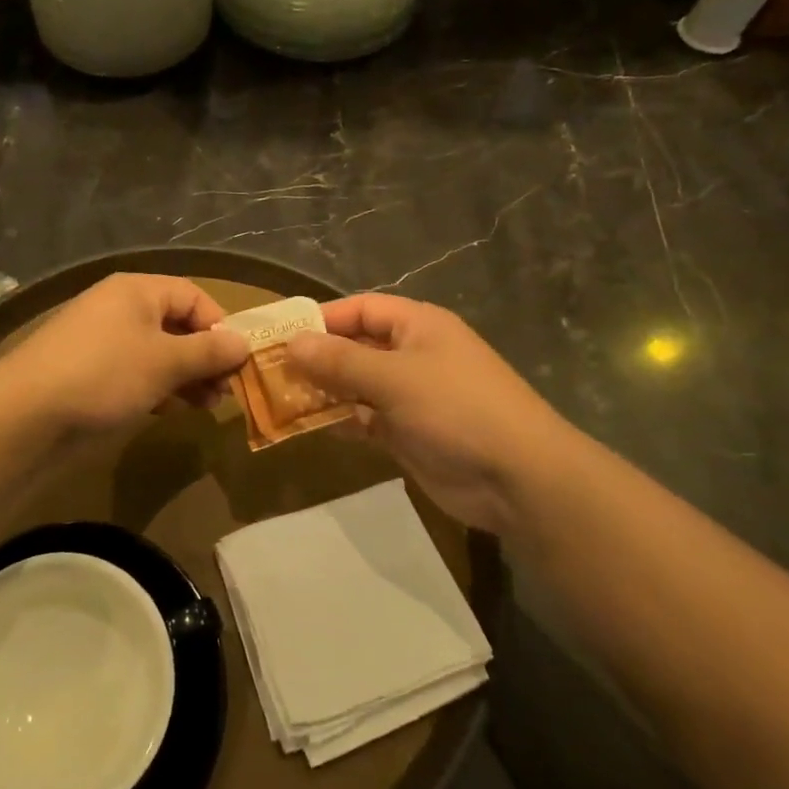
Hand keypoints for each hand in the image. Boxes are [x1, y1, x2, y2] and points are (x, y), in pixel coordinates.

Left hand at [0, 273, 250, 437]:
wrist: (27, 413)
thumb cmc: (105, 374)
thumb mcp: (165, 362)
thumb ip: (208, 352)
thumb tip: (243, 343)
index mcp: (137, 291)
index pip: (192, 296)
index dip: (219, 325)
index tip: (237, 362)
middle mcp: (119, 308)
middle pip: (176, 324)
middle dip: (205, 357)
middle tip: (225, 392)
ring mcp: (102, 340)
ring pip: (157, 352)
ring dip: (185, 376)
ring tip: (206, 406)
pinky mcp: (89, 372)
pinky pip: (135, 371)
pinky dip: (157, 387)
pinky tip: (169, 410)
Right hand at [286, 294, 585, 533]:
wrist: (519, 479)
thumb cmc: (457, 410)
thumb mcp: (394, 379)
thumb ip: (340, 361)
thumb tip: (292, 343)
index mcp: (418, 326)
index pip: (361, 309)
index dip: (322, 318)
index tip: (280, 334)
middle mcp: (413, 355)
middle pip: (355, 347)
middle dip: (316, 357)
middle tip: (270, 371)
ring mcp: (412, 396)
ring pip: (357, 385)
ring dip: (324, 391)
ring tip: (280, 399)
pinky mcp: (409, 432)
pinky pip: (366, 418)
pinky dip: (342, 421)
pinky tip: (311, 427)